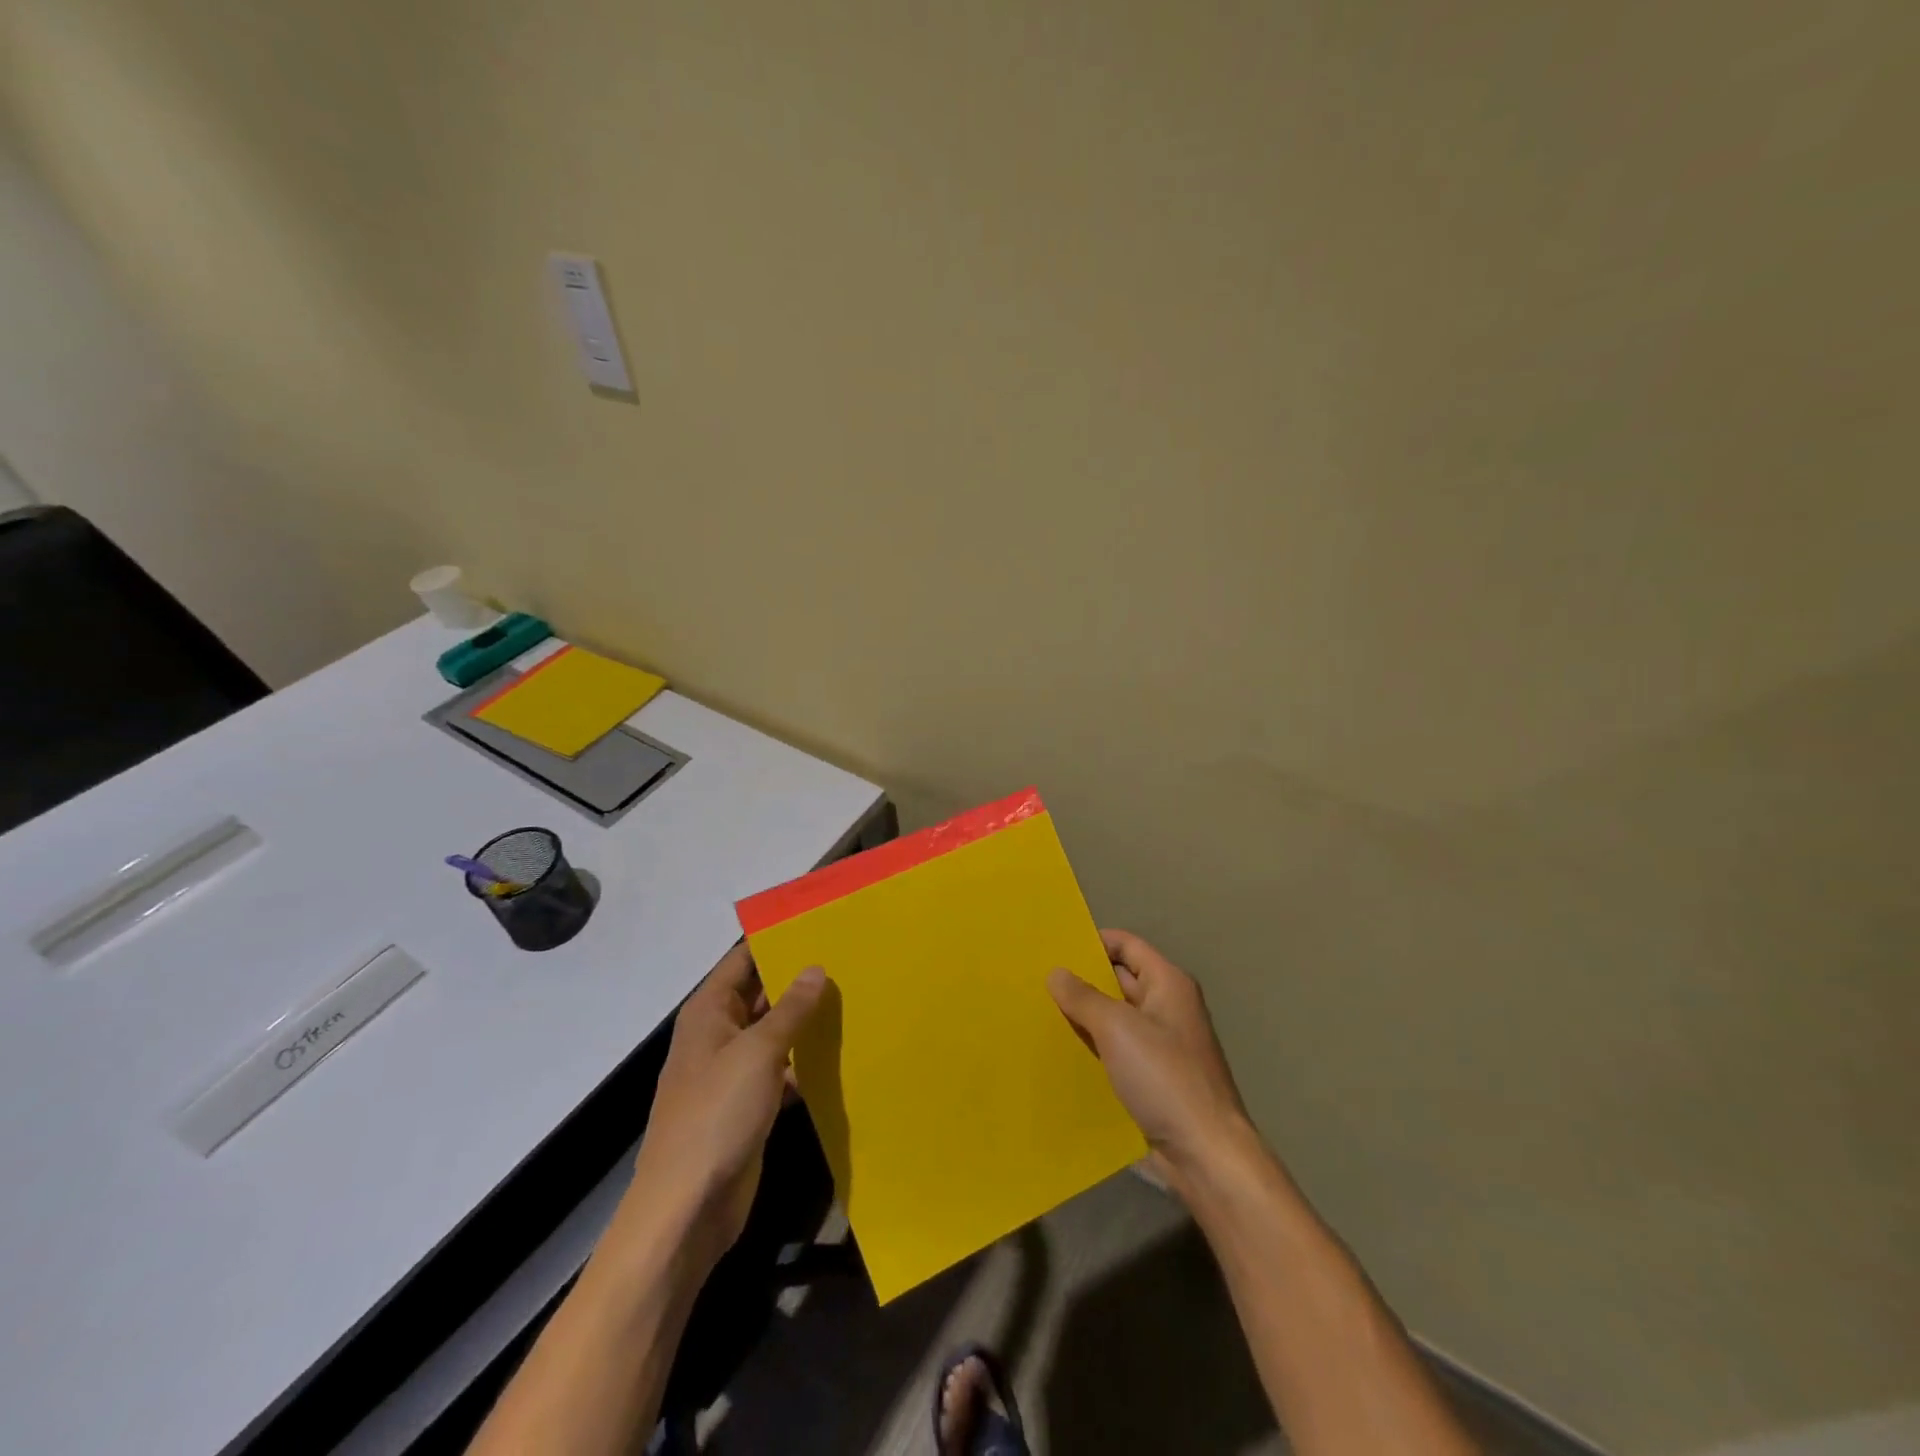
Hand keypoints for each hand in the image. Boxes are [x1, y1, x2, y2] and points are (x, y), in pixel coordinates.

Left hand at [628, 944, 827, 1271]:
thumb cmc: (716, 1116)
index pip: (744, 959)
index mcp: (710, 1011)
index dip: (777, 940)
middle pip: (762, 994)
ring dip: (806, 1021)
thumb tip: (816, 968)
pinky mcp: (749, 1104)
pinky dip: (805, 1061)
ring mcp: (733, 1071)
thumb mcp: (758, 1053)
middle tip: (851, 960)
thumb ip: (790, 1010)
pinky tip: (842, 1053)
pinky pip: (781, 1069)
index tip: (821, 924)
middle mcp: (719, 1034)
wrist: (687, 1209)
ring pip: (775, 1033)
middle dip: (800, 980)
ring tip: (855, 998)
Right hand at [1048, 930, 1258, 1194]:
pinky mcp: (1153, 1078)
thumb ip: (1083, 997)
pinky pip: (1117, 1051)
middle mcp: (1167, 1007)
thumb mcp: (1117, 1029)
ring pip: (1115, 1018)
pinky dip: (1093, 1047)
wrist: (1204, 1155)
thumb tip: (1057, 972)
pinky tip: (1062, 1052)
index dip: (1093, 941)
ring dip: (1085, 1017)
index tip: (1054, 947)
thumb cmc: (1164, 1077)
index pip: (1126, 945)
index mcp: (1168, 984)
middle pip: (1119, 980)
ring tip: (1039, 1012)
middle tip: (1036, 979)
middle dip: (1082, 980)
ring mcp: (1161, 1045)